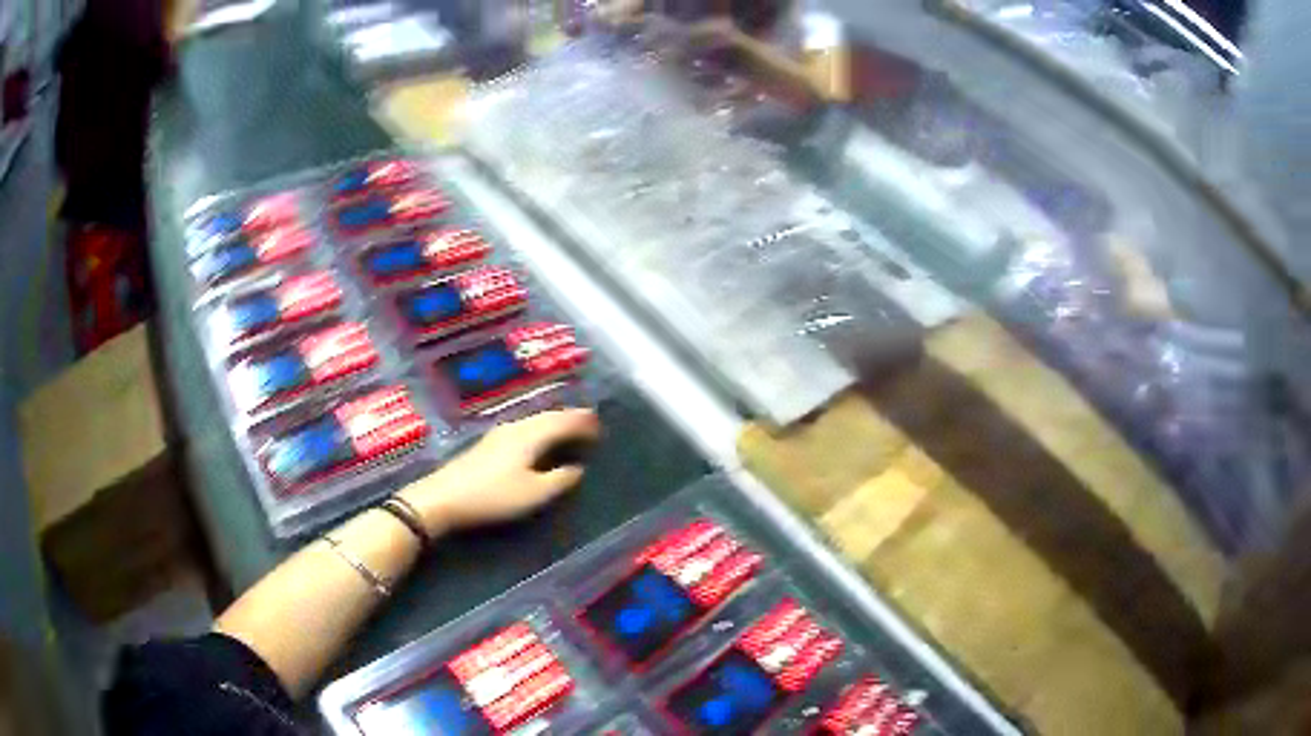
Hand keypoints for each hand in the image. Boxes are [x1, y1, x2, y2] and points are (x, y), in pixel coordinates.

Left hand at [398, 409, 600, 534]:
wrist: (444, 497)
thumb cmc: (493, 496)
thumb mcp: (533, 494)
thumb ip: (559, 480)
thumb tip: (577, 468)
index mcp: (530, 435)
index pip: (563, 421)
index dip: (583, 422)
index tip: (601, 426)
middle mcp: (516, 427)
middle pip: (548, 416)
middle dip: (570, 418)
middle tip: (589, 422)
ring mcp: (499, 433)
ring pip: (534, 420)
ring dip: (554, 422)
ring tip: (568, 429)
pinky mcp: (488, 444)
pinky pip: (524, 427)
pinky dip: (540, 429)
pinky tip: (537, 439)